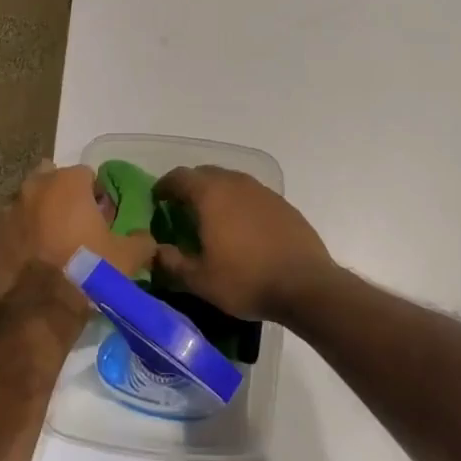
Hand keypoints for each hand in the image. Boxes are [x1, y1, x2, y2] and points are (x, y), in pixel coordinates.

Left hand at [0, 162, 155, 317]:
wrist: (39, 310)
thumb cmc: (88, 272)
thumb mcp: (128, 258)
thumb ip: (142, 241)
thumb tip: (145, 238)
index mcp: (68, 182)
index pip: (87, 176)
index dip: (96, 196)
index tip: (101, 219)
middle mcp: (34, 187)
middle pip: (52, 182)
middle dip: (63, 198)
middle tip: (75, 228)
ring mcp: (6, 210)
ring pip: (27, 204)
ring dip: (39, 217)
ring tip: (51, 246)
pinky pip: (9, 231)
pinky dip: (19, 239)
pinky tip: (30, 262)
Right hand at [150, 166, 337, 322]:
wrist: (306, 285)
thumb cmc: (245, 280)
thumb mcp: (199, 279)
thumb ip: (171, 262)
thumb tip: (154, 251)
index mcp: (210, 194)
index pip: (179, 177)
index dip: (164, 187)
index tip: (157, 201)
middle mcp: (235, 183)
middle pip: (205, 174)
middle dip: (189, 188)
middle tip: (181, 210)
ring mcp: (262, 191)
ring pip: (230, 182)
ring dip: (216, 194)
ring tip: (211, 219)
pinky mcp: (282, 203)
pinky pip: (251, 195)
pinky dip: (239, 204)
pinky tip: (241, 229)